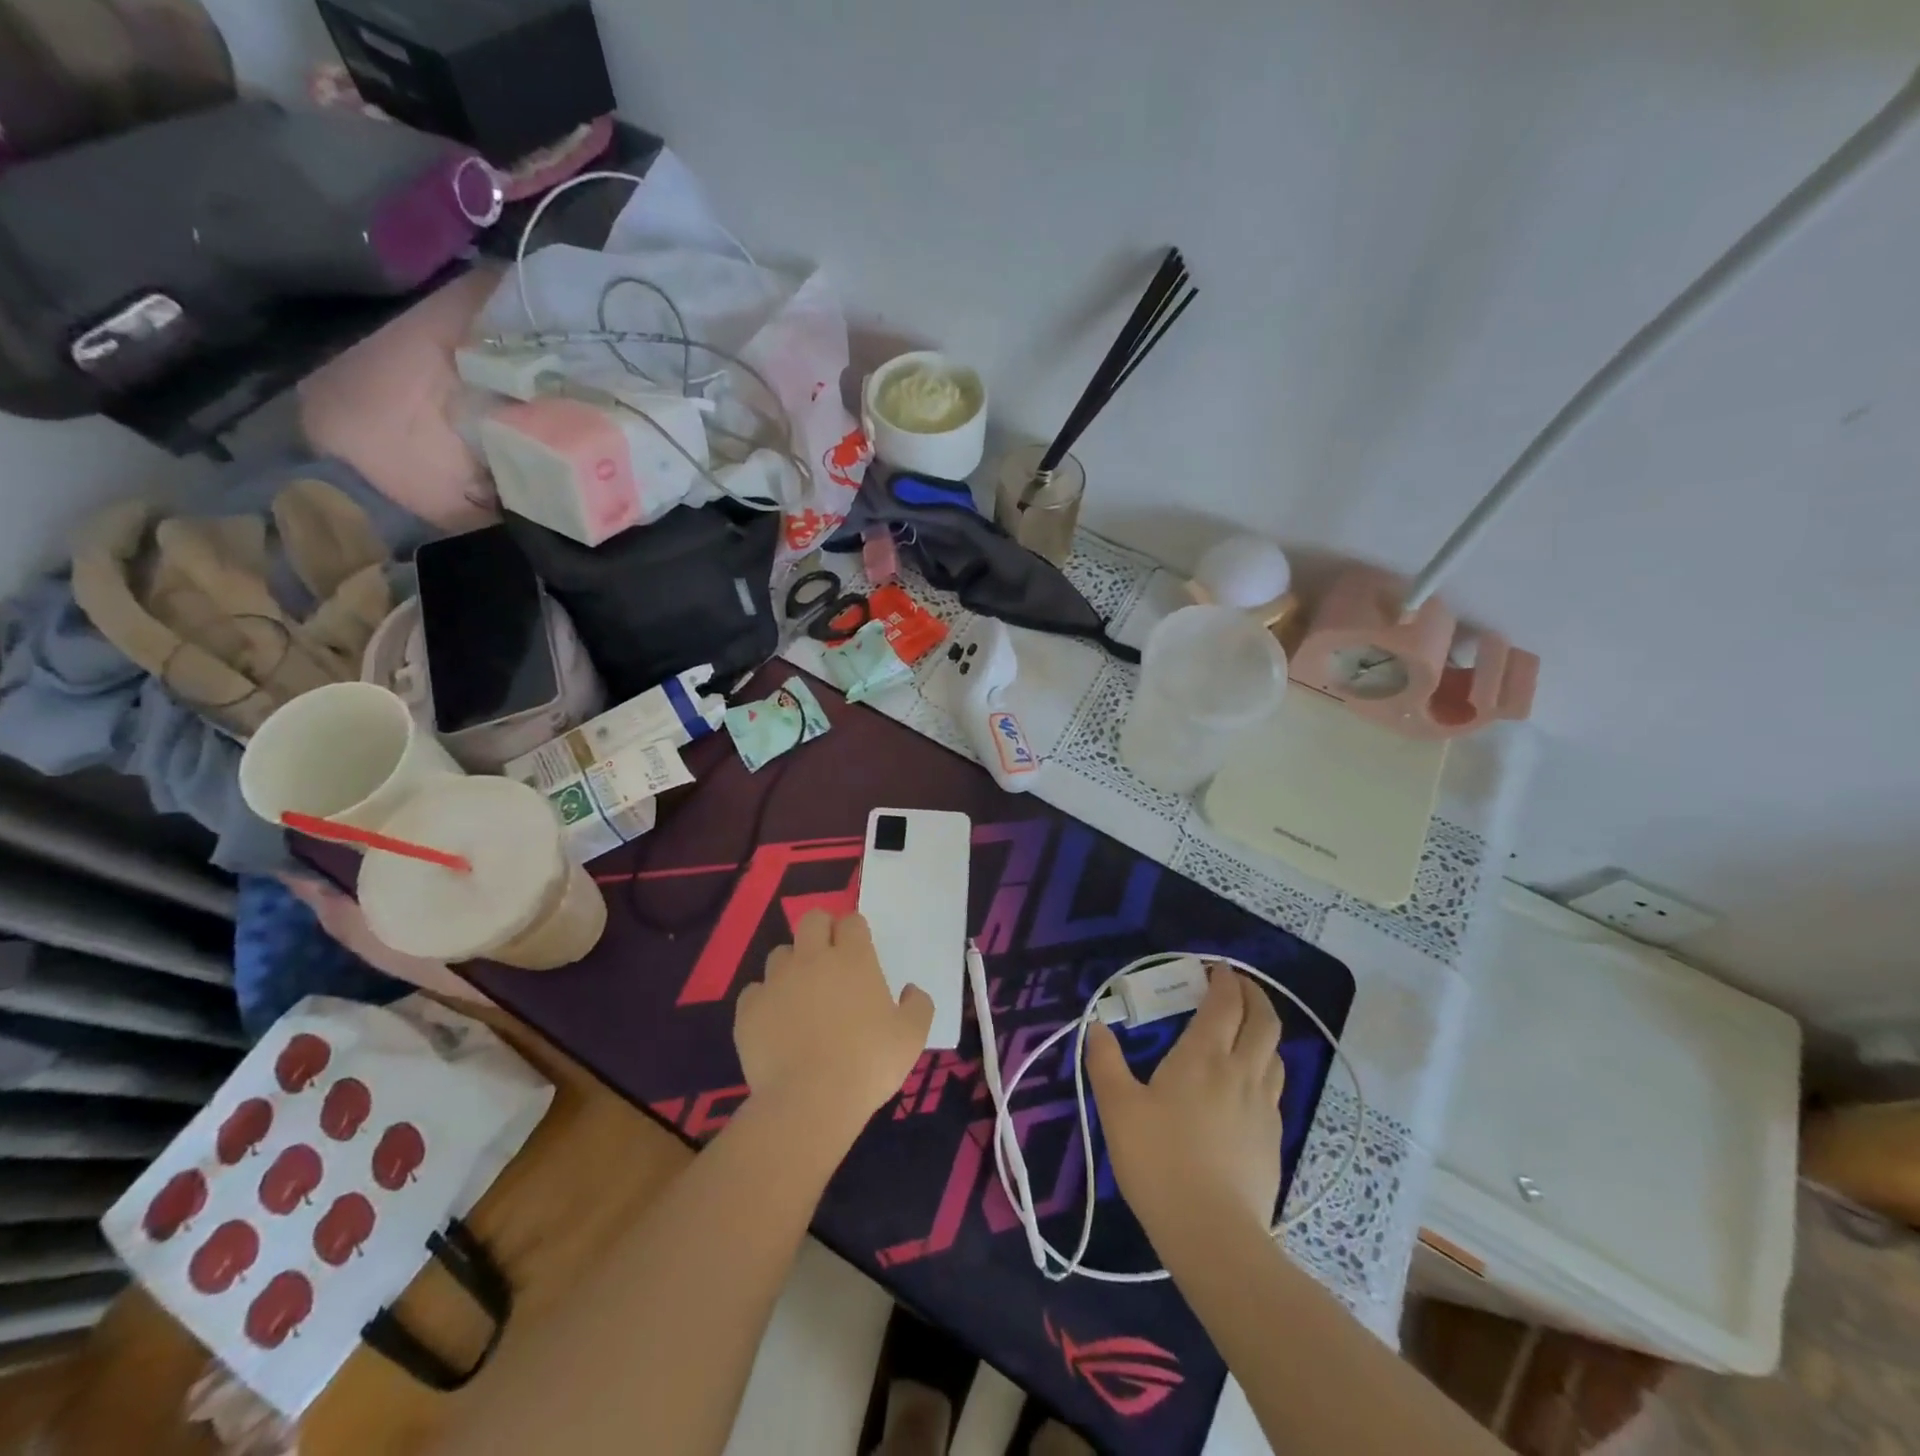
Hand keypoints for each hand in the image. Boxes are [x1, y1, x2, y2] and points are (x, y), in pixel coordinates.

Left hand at [734, 910, 932, 1142]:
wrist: (810, 1101)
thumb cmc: (868, 1064)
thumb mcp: (912, 1037)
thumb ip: (918, 1005)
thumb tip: (910, 990)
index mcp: (853, 959)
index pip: (852, 922)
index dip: (855, 932)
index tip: (859, 951)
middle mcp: (812, 959)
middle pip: (812, 920)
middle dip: (821, 931)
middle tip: (829, 959)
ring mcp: (776, 981)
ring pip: (780, 954)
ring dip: (792, 966)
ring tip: (800, 996)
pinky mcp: (749, 1009)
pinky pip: (755, 992)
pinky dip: (765, 1001)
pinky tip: (775, 1024)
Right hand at [1086, 966, 1285, 1236]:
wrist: (1213, 1233)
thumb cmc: (1159, 1160)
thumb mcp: (1117, 1107)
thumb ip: (1105, 1061)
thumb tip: (1097, 1026)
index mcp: (1204, 1056)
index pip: (1226, 1003)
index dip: (1225, 980)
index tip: (1217, 968)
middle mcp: (1241, 1071)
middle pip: (1264, 1020)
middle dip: (1254, 995)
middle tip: (1237, 986)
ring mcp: (1263, 1106)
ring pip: (1276, 1053)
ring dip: (1263, 1030)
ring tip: (1245, 1030)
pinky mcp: (1272, 1138)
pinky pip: (1274, 1087)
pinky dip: (1265, 1067)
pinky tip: (1247, 1084)